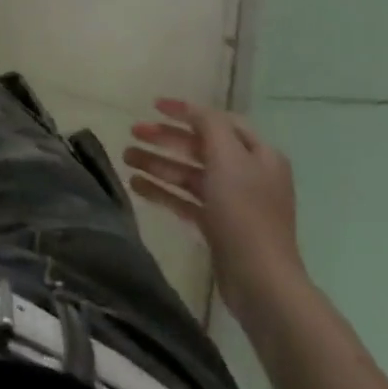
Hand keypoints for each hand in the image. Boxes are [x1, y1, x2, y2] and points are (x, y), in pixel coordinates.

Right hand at [125, 98, 306, 322]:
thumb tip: (193, 111)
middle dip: (165, 138)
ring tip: (126, 158)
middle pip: (200, 147)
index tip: (153, 106)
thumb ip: (209, 126)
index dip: (186, 111)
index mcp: (258, 154)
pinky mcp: (218, 227)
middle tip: (133, 132)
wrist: (260, 282)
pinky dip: (163, 190)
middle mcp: (248, 174)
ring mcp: (232, 202)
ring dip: (158, 163)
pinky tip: (136, 185)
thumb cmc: (244, 211)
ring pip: (189, 173)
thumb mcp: (228, 157)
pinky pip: (185, 200)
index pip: (219, 121)